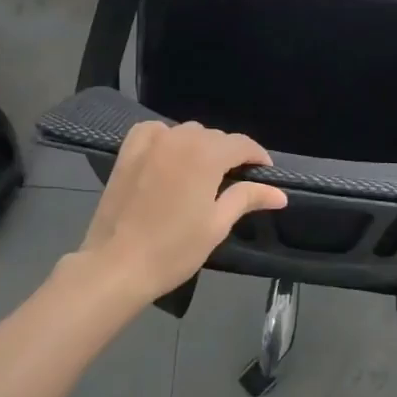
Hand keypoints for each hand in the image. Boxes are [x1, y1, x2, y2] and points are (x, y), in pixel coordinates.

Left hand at [68, 120, 287, 306]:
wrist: (117, 265)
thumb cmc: (173, 249)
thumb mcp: (217, 225)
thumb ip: (247, 198)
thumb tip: (279, 193)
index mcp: (206, 155)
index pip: (241, 144)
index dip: (257, 156)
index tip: (265, 174)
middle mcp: (180, 139)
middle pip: (214, 137)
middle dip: (229, 154)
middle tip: (234, 182)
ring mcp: (150, 142)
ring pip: (186, 133)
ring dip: (199, 146)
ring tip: (202, 173)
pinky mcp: (128, 151)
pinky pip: (154, 131)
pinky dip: (167, 137)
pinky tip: (169, 155)